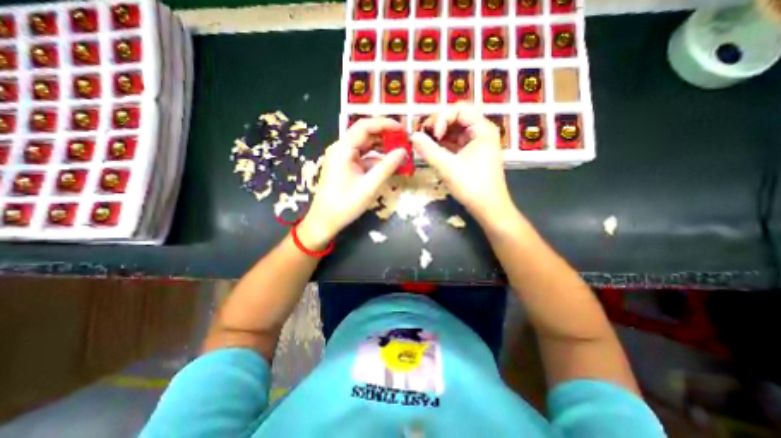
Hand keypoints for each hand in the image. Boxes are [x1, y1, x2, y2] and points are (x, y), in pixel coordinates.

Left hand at [298, 116, 409, 248]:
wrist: (325, 221)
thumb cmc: (344, 205)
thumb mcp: (369, 186)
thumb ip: (387, 167)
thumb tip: (403, 152)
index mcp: (342, 150)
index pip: (364, 126)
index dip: (384, 124)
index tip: (402, 129)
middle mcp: (341, 149)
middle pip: (365, 135)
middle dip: (385, 136)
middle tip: (404, 141)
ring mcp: (343, 158)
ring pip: (365, 147)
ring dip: (382, 148)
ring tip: (400, 152)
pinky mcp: (346, 167)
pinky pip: (363, 158)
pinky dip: (376, 160)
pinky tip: (389, 165)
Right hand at [411, 102, 516, 222]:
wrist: (488, 208)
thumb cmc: (472, 186)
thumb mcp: (448, 167)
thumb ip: (429, 150)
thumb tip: (412, 136)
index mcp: (482, 129)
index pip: (459, 110)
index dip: (442, 118)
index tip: (434, 135)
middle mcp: (481, 132)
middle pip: (456, 118)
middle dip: (438, 125)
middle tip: (423, 136)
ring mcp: (476, 143)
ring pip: (454, 131)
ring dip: (438, 135)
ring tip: (424, 143)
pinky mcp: (471, 154)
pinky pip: (455, 143)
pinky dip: (443, 145)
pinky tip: (432, 150)